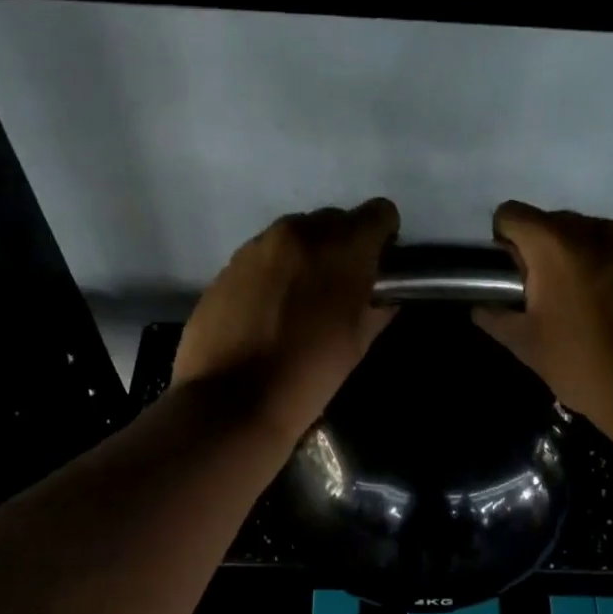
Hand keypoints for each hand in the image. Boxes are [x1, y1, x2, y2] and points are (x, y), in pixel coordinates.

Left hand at [173, 199, 400, 444]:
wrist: (231, 400)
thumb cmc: (308, 375)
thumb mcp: (357, 344)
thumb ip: (377, 308)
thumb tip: (382, 296)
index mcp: (341, 247)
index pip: (379, 213)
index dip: (384, 237)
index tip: (378, 265)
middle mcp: (298, 232)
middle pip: (334, 220)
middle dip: (343, 246)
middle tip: (339, 288)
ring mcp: (257, 246)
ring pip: (295, 236)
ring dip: (306, 257)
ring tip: (300, 301)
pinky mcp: (228, 265)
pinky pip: (263, 256)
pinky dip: (274, 272)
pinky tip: (268, 311)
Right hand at [473, 201, 612, 441]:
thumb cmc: (583, 364)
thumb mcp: (527, 345)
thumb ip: (497, 319)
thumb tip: (481, 310)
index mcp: (556, 243)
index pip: (511, 214)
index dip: (502, 241)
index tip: (510, 278)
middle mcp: (594, 229)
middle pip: (549, 222)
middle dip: (537, 251)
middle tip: (540, 297)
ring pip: (584, 235)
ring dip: (570, 258)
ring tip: (575, 304)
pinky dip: (599, 268)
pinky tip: (605, 309)